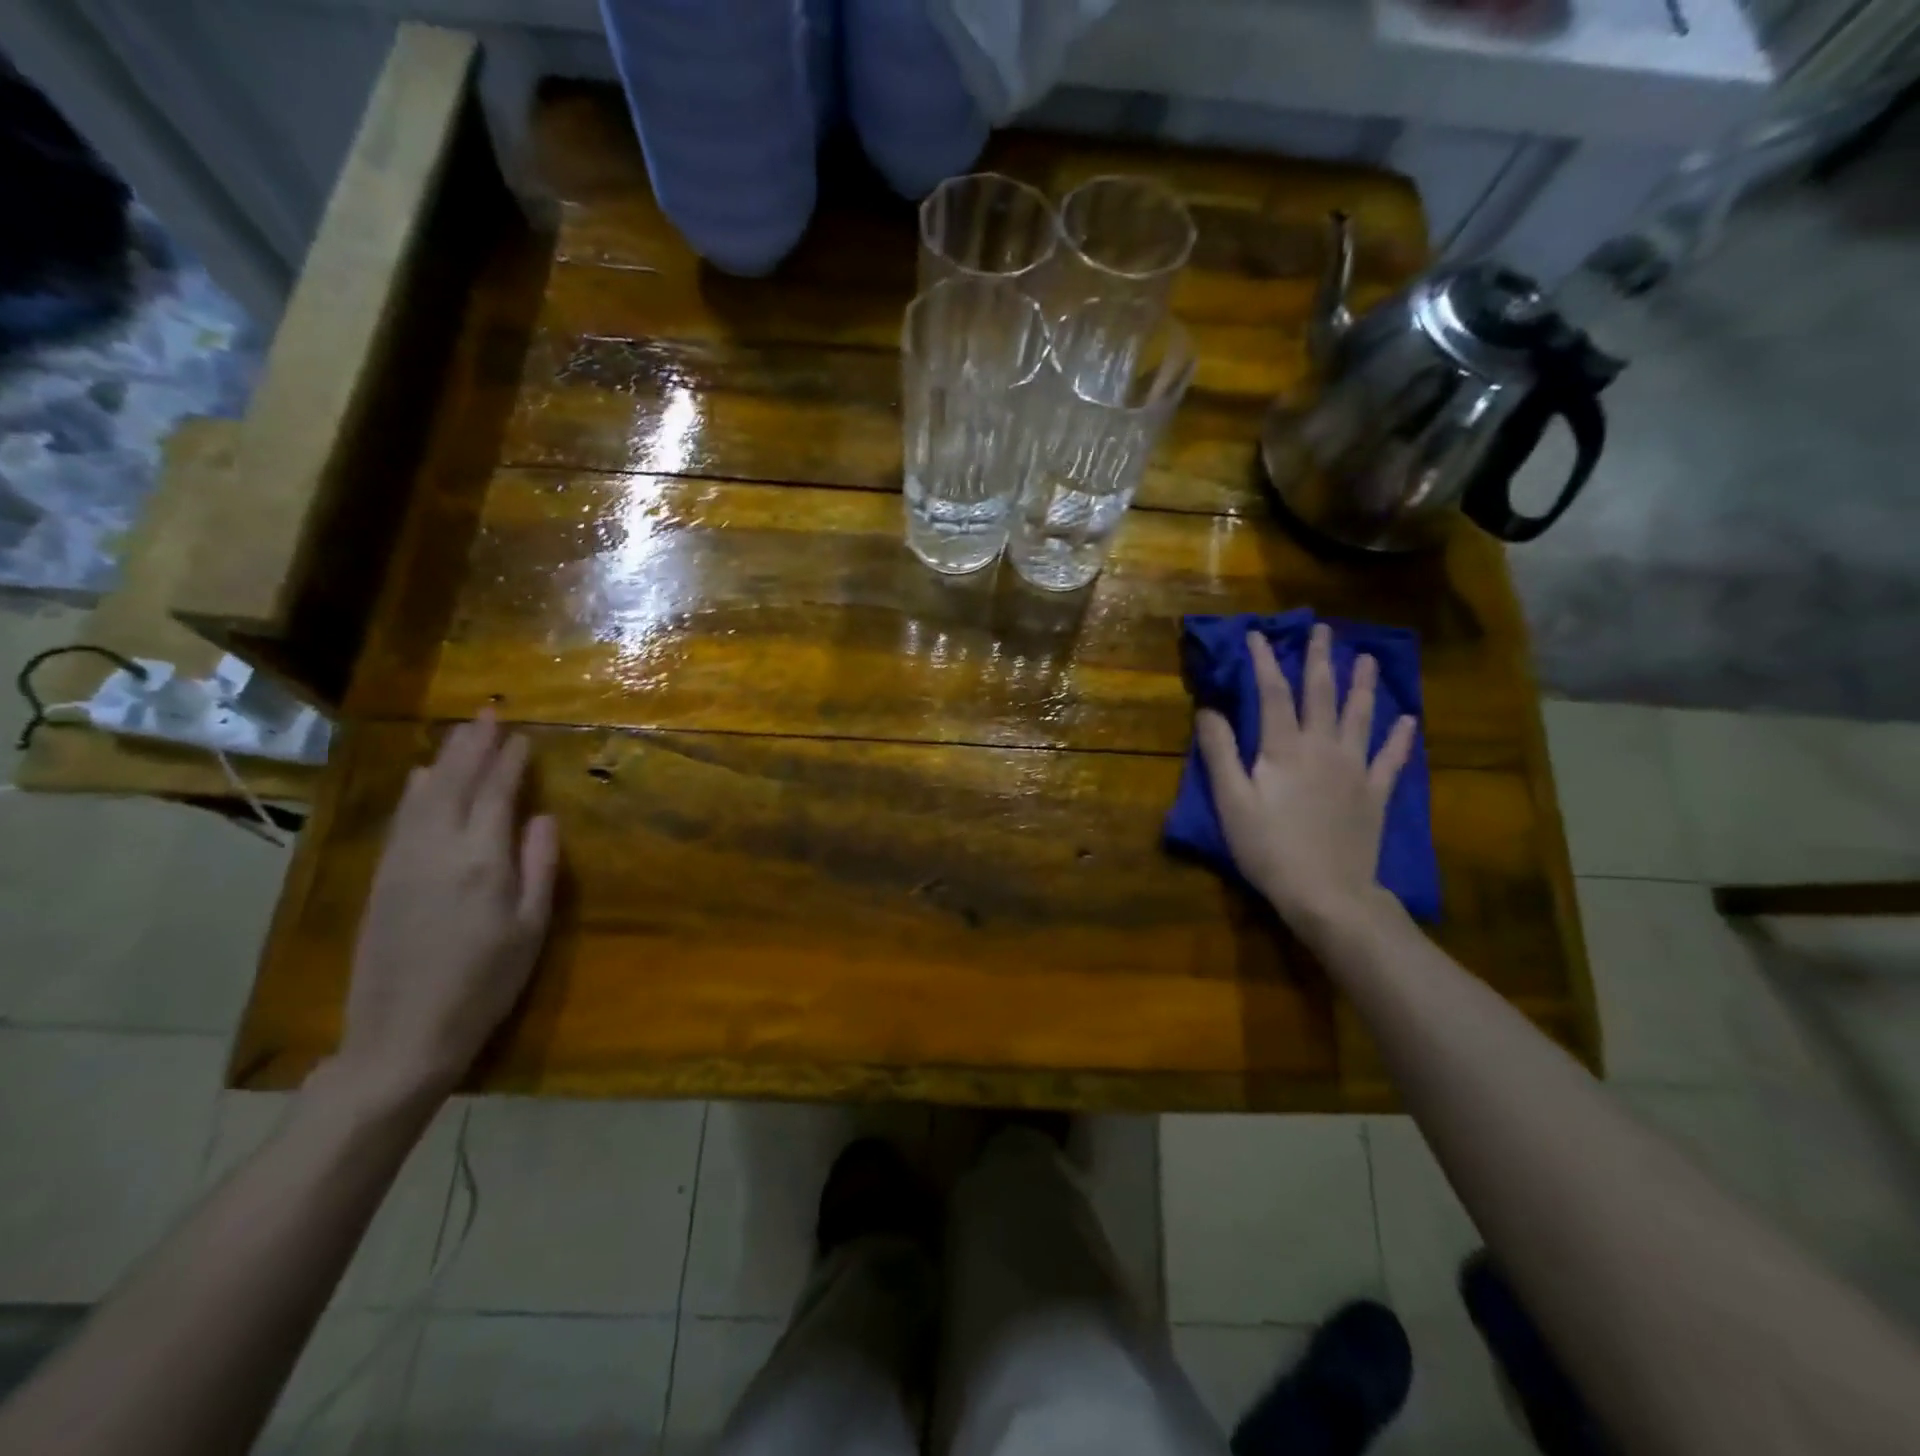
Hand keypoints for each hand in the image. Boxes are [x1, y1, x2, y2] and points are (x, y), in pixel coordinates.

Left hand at [337, 711, 559, 1105]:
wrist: (402, 1033)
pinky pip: (401, 818)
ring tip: (459, 734)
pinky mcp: (381, 878)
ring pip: (422, 795)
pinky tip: (421, 779)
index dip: (509, 762)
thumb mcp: (530, 927)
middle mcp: (436, 849)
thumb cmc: (485, 982)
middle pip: (453, 783)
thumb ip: (539, 866)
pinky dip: (415, 790)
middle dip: (472, 745)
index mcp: (481, 860)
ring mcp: (401, 862)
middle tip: (487, 712)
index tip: (522, 735)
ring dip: (443, 760)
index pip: (496, 794)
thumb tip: (544, 817)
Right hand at [1196, 625, 1416, 933]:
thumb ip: (1220, 752)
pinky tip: (1408, 720)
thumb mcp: (1231, 801)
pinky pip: (1391, 758)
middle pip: (1321, 694)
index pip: (1272, 693)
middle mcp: (1323, 747)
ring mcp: (1355, 769)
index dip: (1263, 662)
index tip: (1257, 635)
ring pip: (1360, 716)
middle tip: (1322, 630)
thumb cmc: (1269, 848)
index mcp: (1284, 748)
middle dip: (1319, 659)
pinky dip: (1400, 738)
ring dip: (1362, 685)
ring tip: (1366, 657)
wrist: (1327, 892)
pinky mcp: (1375, 793)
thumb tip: (1209, 710)